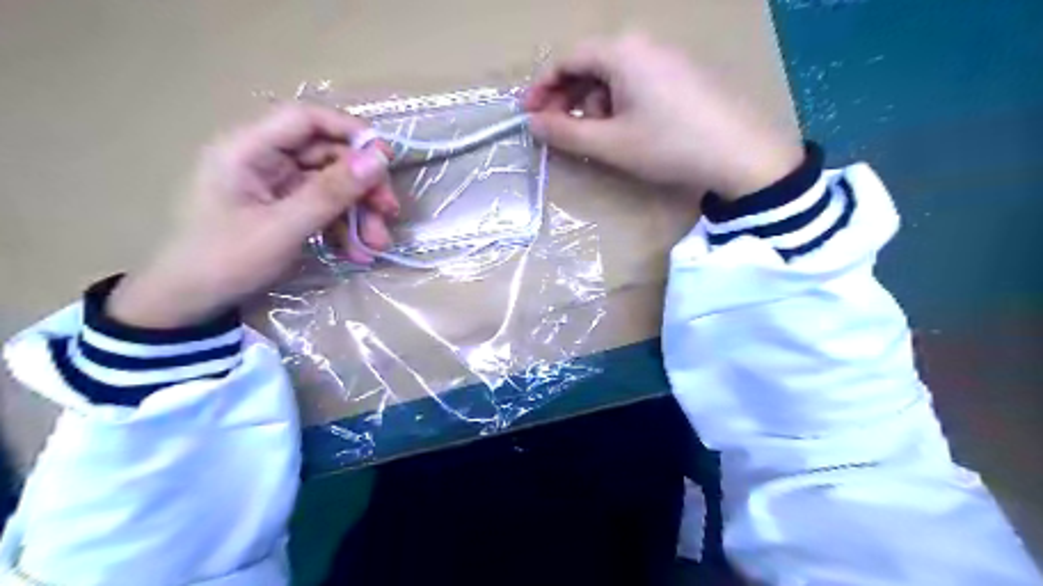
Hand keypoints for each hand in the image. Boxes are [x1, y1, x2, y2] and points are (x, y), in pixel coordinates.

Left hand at [105, 102, 399, 327]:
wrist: (190, 303)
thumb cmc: (226, 261)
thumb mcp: (283, 228)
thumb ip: (330, 192)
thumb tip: (378, 160)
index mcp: (247, 149)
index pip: (306, 119)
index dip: (350, 132)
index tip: (386, 159)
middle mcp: (263, 159)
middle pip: (327, 155)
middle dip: (362, 185)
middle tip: (389, 213)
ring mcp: (275, 185)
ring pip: (332, 184)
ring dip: (359, 213)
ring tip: (375, 245)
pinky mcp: (285, 208)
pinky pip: (324, 207)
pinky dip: (344, 227)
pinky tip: (356, 253)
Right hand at [525, 32, 800, 198]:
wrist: (741, 153)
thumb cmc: (669, 145)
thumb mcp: (610, 144)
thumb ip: (566, 133)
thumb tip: (533, 123)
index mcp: (621, 52)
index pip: (566, 60)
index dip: (542, 88)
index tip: (528, 115)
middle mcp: (642, 44)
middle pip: (590, 65)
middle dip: (568, 98)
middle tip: (559, 131)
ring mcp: (666, 56)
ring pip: (613, 75)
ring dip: (594, 104)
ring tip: (599, 137)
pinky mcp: (682, 73)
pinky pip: (636, 81)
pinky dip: (619, 104)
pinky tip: (627, 129)